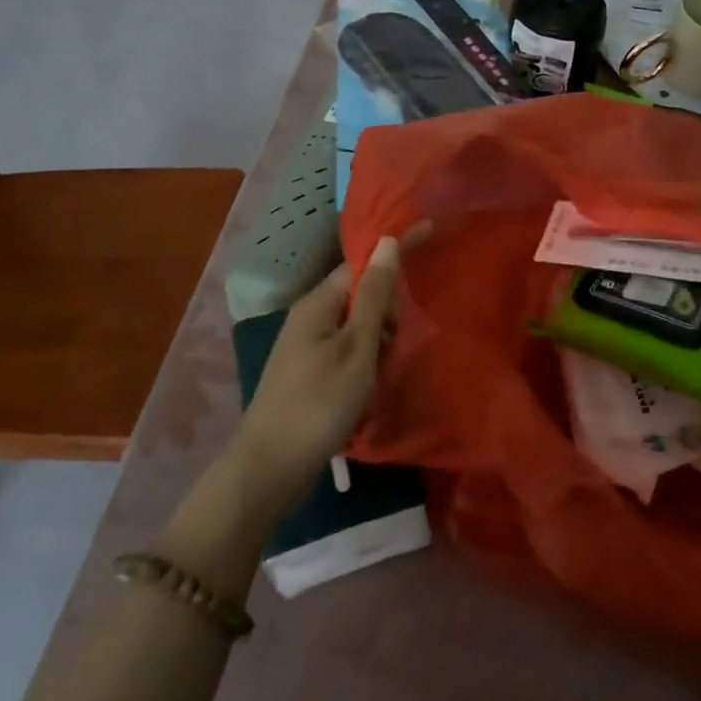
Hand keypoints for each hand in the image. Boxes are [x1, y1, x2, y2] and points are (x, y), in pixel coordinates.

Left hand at [224, 237, 402, 517]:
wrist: (269, 469)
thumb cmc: (319, 403)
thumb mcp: (357, 347)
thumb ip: (375, 295)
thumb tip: (388, 242)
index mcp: (318, 303)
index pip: (363, 260)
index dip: (396, 248)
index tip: (431, 230)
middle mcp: (309, 316)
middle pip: (362, 293)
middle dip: (387, 310)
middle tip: (393, 344)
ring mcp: (306, 346)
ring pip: (357, 324)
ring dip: (378, 340)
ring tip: (380, 373)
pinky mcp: (308, 372)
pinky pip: (348, 349)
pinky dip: (365, 360)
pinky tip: (368, 387)